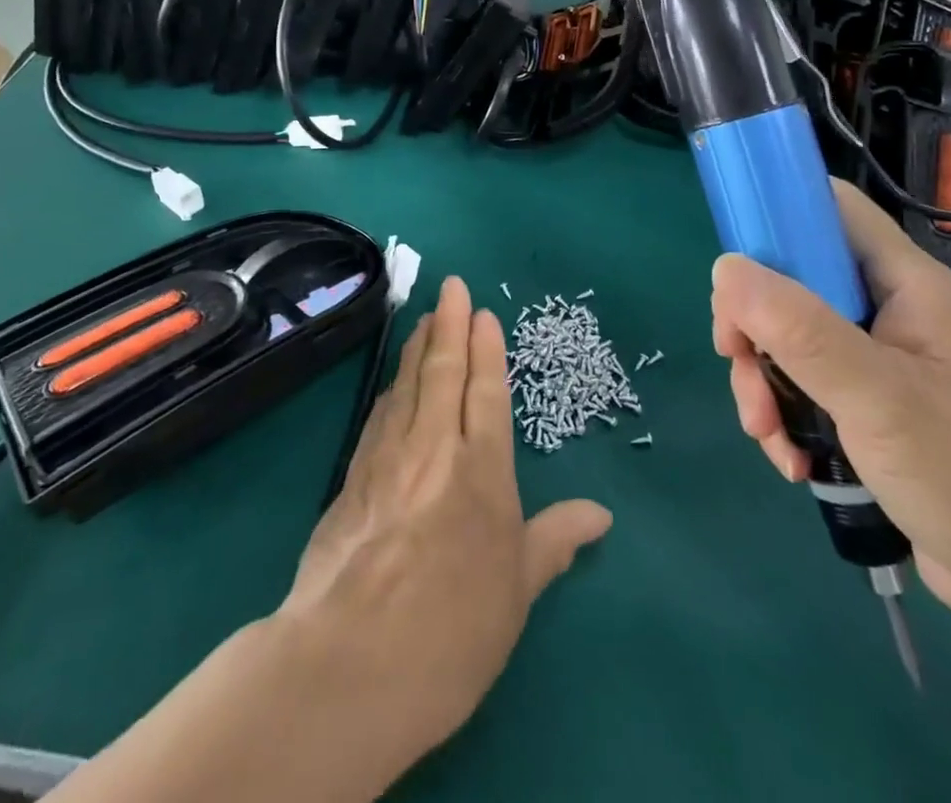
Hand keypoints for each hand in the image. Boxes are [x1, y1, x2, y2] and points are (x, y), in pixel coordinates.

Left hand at [278, 277, 611, 780]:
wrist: (350, 664)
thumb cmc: (451, 634)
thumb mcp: (516, 594)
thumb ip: (554, 542)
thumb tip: (601, 514)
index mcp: (482, 472)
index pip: (486, 393)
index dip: (487, 351)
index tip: (483, 313)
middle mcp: (435, 450)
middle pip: (444, 372)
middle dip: (451, 324)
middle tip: (453, 285)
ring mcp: (388, 459)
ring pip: (408, 385)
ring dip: (419, 347)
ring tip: (426, 318)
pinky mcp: (352, 478)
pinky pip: (378, 415)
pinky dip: (391, 387)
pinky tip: (393, 381)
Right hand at [711, 182, 950, 626]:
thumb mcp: (879, 397)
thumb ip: (799, 328)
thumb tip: (724, 268)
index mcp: (906, 283)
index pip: (831, 209)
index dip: (776, 215)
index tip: (731, 266)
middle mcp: (890, 310)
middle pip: (793, 279)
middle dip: (754, 324)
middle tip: (736, 361)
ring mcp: (880, 360)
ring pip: (789, 338)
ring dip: (763, 381)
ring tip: (769, 435)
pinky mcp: (870, 407)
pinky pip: (804, 386)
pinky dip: (785, 416)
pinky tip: (792, 460)